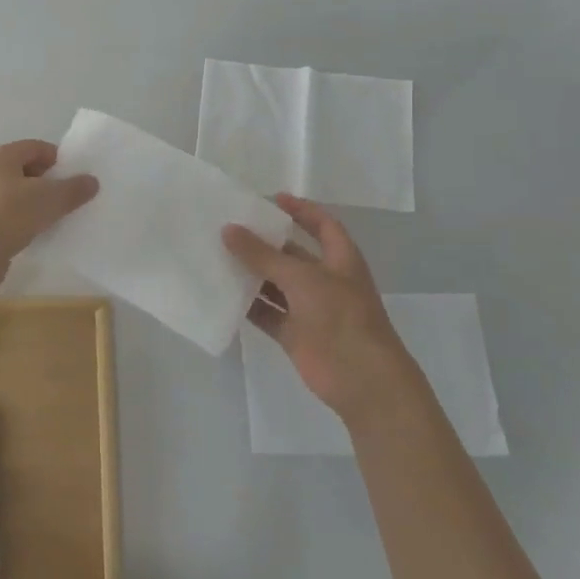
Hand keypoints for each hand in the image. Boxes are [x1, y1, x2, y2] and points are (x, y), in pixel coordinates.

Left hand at [0, 139, 98, 296]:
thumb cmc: (9, 214)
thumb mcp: (49, 198)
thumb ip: (73, 189)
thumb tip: (91, 181)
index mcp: (2, 157)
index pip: (36, 147)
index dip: (59, 159)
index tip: (78, 177)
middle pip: (28, 172)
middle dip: (52, 183)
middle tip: (75, 198)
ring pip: (21, 197)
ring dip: (41, 206)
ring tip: (64, 218)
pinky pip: (14, 219)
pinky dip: (30, 224)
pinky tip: (45, 235)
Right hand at [223, 194, 414, 424]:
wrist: (362, 380)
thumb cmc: (341, 318)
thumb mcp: (302, 278)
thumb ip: (263, 255)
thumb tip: (228, 229)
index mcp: (340, 260)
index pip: (321, 225)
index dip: (300, 210)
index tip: (271, 199)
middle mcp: (325, 280)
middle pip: (292, 254)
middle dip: (264, 242)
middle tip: (228, 227)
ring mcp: (310, 309)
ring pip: (275, 284)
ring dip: (251, 273)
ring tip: (216, 256)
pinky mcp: (295, 334)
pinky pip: (267, 313)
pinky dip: (248, 305)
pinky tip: (221, 294)